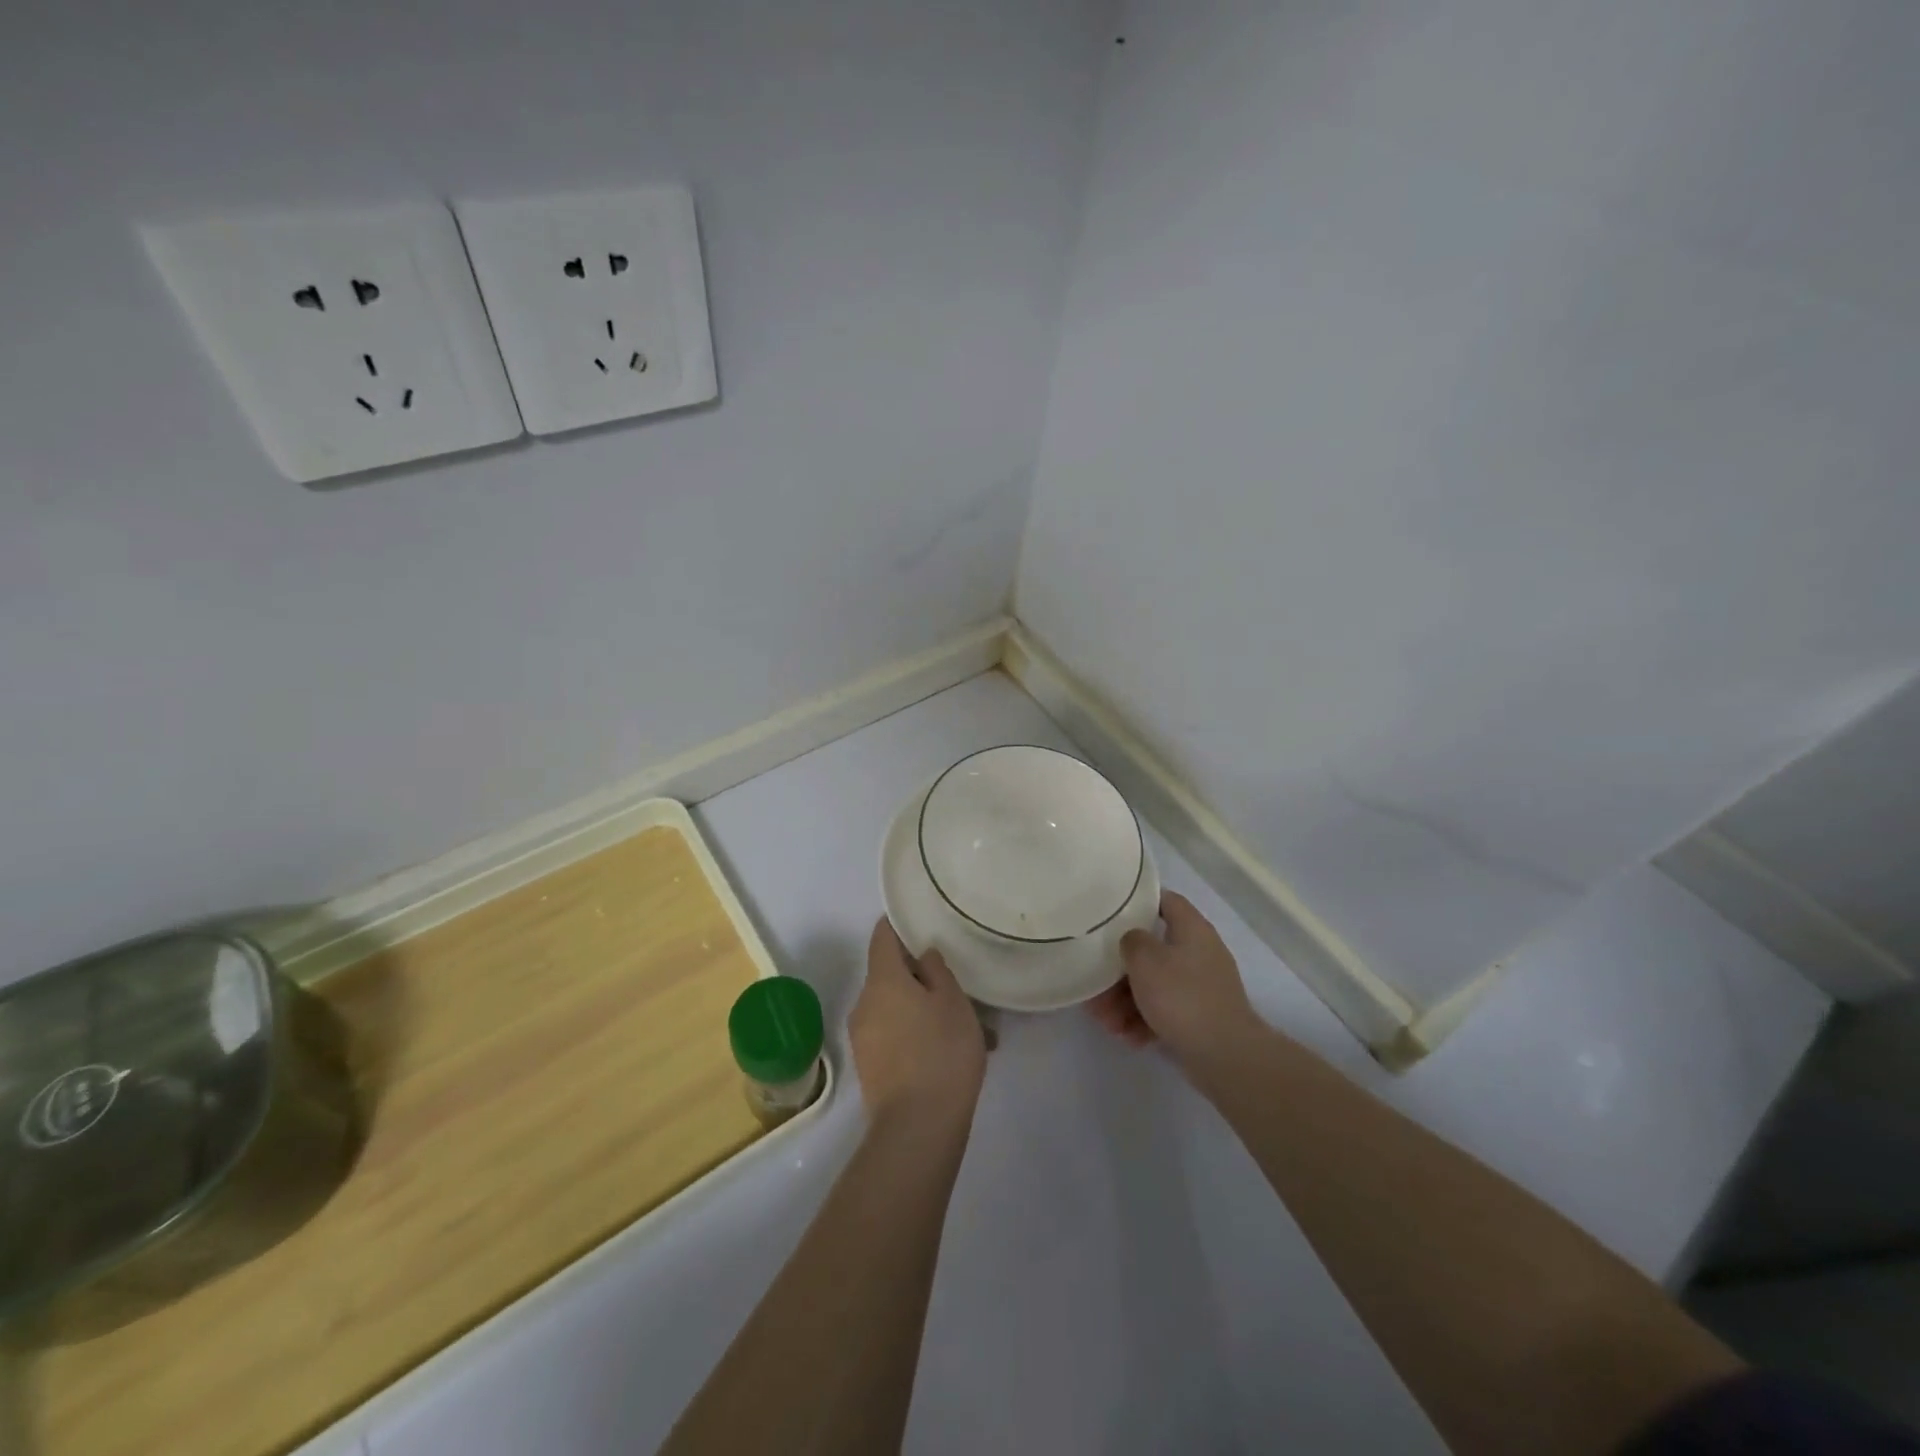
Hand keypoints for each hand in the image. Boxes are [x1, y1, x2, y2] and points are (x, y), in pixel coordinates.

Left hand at [851, 918, 987, 1131]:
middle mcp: (864, 1002)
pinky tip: (948, 1052)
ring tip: (962, 1026)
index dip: (899, 925)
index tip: (922, 923)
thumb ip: (937, 970)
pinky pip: (892, 1035)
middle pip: (889, 974)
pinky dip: (915, 1034)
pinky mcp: (869, 1066)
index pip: (882, 936)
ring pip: (894, 1008)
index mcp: (882, 979)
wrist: (917, 1128)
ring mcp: (862, 1037)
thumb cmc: (941, 1052)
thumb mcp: (953, 1002)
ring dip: (921, 1009)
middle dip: (919, 976)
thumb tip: (922, 956)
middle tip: (955, 985)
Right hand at [1089, 891, 1258, 1063]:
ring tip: (1107, 1023)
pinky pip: (1165, 1010)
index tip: (1110, 914)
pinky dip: (1145, 1020)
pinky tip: (1129, 1037)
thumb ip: (1131, 940)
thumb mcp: (1145, 959)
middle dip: (1120, 970)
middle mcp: (1200, 952)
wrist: (1225, 1055)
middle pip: (1152, 950)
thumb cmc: (1181, 996)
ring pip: (1155, 984)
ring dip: (1126, 1001)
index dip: (1138, 902)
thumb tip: (1133, 940)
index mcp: (1192, 929)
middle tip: (1097, 987)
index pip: (1165, 900)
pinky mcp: (1201, 1017)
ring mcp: (1202, 987)